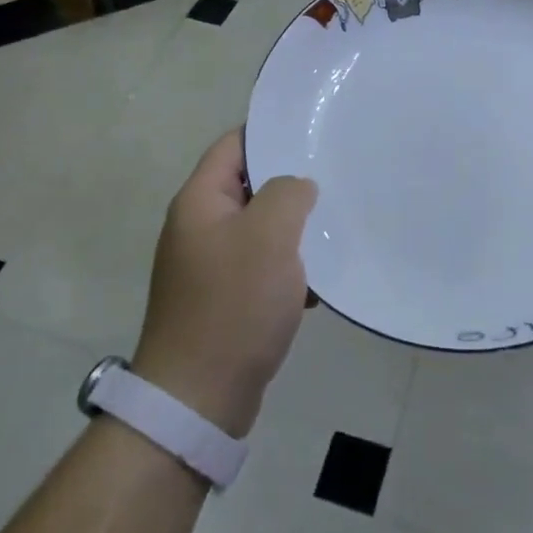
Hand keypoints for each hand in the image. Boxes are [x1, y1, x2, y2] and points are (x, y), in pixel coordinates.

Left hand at [132, 131, 316, 437]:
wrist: (198, 399)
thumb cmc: (233, 304)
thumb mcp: (269, 235)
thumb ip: (288, 193)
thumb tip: (297, 187)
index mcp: (199, 202)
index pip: (233, 146)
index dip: (270, 134)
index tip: (312, 133)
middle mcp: (198, 228)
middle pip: (248, 187)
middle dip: (290, 186)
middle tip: (334, 181)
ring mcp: (208, 267)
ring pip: (259, 230)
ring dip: (293, 232)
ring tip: (333, 233)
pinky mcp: (221, 301)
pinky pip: (260, 269)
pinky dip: (286, 270)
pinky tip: (316, 285)